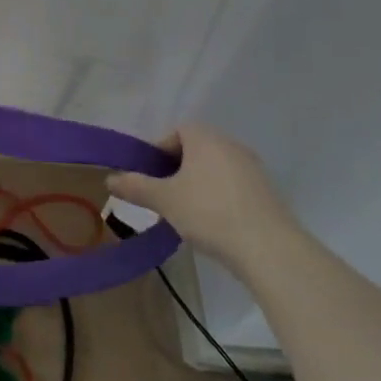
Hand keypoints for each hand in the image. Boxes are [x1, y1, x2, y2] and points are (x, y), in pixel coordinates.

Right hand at [108, 124, 300, 276]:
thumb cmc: (209, 213)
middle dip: (177, 170)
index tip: (150, 176)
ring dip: (198, 185)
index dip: (159, 151)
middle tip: (163, 195)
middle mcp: (231, 145)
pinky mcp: (268, 193)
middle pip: (196, 150)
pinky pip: (233, 187)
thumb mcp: (164, 200)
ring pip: (215, 169)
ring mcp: (253, 169)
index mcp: (205, 138)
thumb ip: (136, 186)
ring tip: (186, 213)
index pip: (177, 131)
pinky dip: (219, 198)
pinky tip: (213, 224)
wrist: (270, 249)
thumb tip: (109, 178)